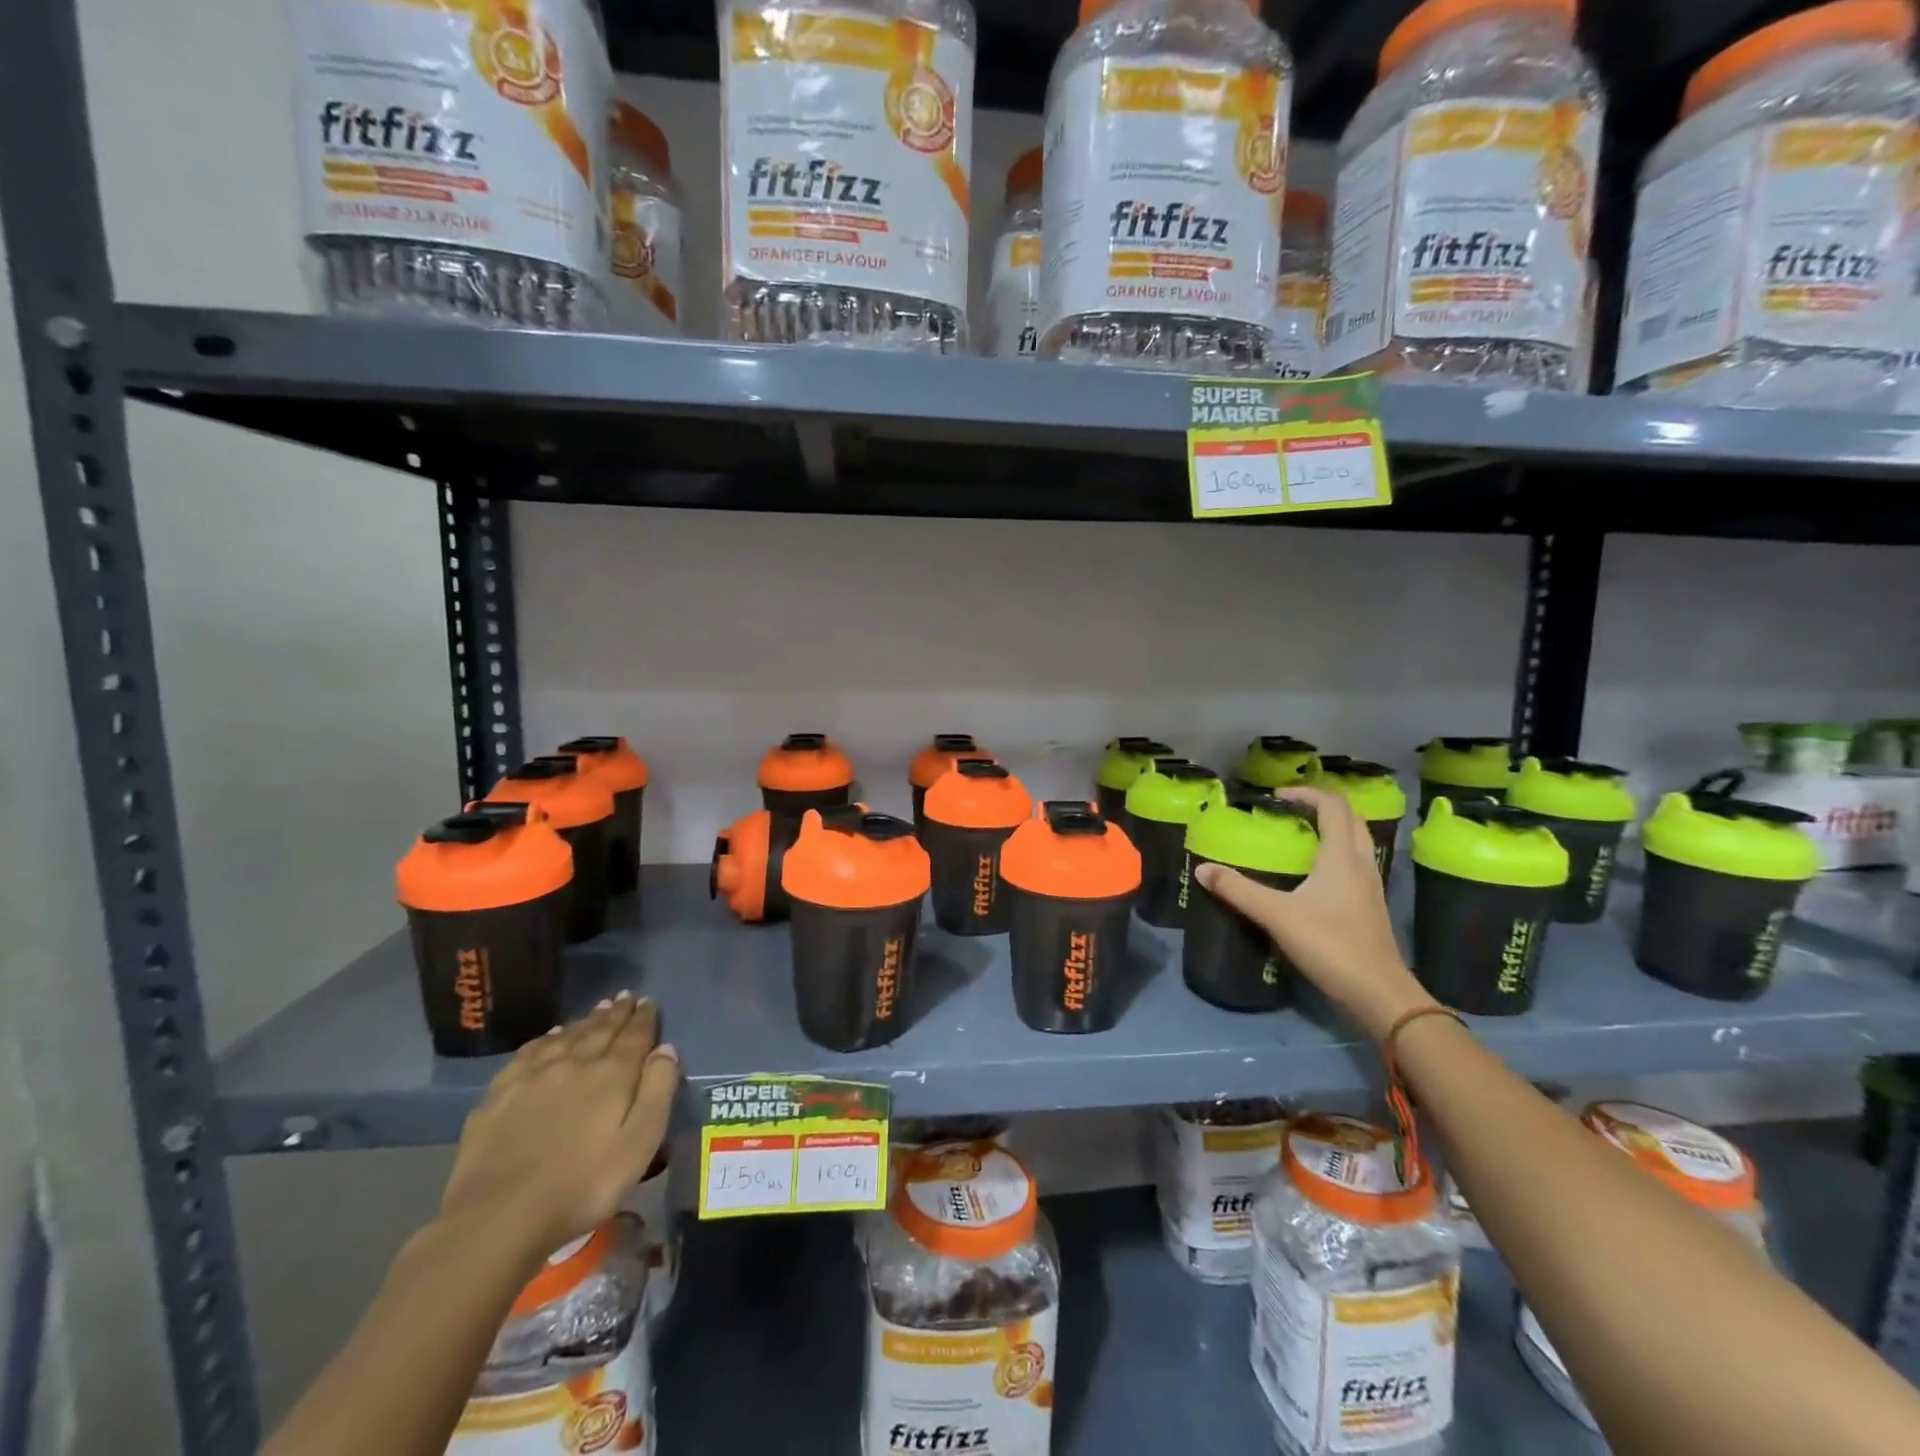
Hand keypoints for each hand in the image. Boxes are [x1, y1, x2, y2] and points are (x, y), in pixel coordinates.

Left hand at [439, 992, 679, 1260]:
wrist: (498, 1216)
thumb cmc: (582, 1185)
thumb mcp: (639, 1144)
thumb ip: (657, 1092)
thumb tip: (666, 1049)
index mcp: (612, 1074)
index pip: (635, 1035)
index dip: (644, 1017)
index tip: (649, 1001)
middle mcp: (575, 1062)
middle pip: (601, 1029)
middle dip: (617, 1012)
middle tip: (626, 996)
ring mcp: (533, 1075)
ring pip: (567, 1036)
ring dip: (586, 1021)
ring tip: (598, 1010)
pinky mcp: (500, 1094)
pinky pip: (530, 1052)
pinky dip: (547, 1039)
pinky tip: (550, 1038)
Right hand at [1194, 786, 1432, 1041]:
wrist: (1379, 994)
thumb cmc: (1331, 945)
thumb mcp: (1277, 915)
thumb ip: (1238, 891)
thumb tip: (1203, 869)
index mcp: (1342, 856)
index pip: (1332, 805)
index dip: (1306, 793)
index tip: (1277, 797)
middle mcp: (1361, 863)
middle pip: (1350, 819)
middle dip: (1321, 808)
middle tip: (1289, 814)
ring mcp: (1370, 886)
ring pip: (1356, 843)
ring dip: (1331, 831)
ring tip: (1298, 839)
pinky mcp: (1370, 907)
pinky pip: (1354, 865)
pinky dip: (1335, 857)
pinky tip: (1312, 877)